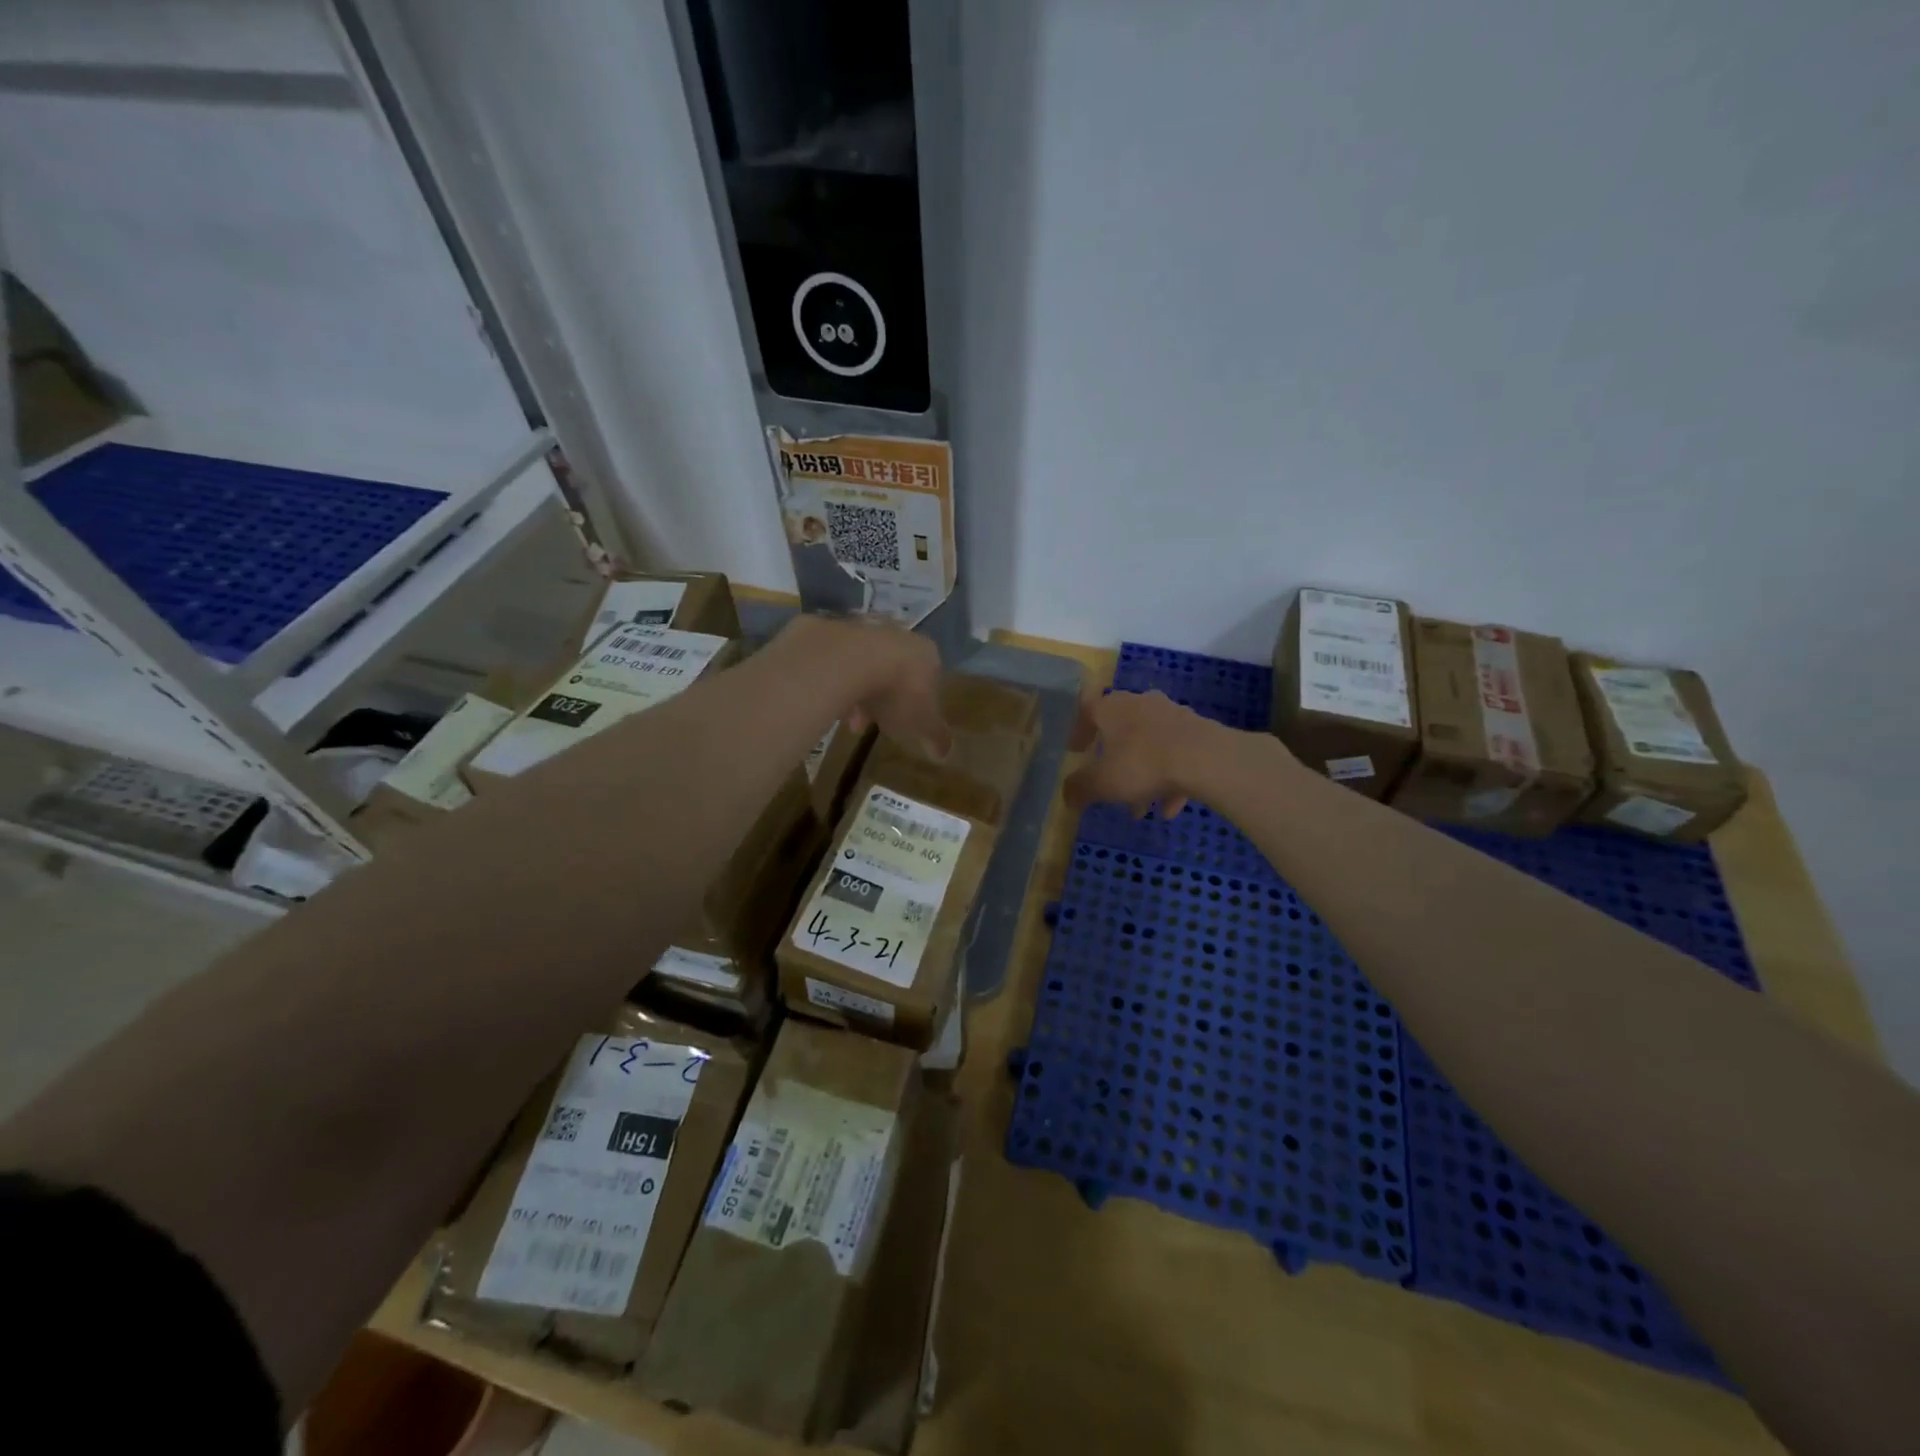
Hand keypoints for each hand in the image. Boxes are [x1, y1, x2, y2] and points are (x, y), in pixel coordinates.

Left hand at [778, 613, 951, 758]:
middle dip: (883, 700)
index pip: (929, 677)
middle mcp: (897, 634)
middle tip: (870, 724)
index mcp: (926, 653)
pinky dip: (833, 679)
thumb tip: (945, 753)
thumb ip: (936, 736)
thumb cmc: (897, 692)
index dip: (918, 703)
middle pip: (893, 670)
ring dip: (856, 690)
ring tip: (845, 718)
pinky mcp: (829, 630)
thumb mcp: (922, 724)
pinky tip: (826, 699)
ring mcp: (862, 629)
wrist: (847, 661)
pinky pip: (835, 660)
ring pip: (863, 665)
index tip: (904, 724)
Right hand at [1063, 688, 1220, 817]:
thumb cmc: (1142, 764)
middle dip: (1114, 759)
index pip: (1087, 711)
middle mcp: (1140, 703)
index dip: (1078, 732)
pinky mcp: (1198, 730)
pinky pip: (1176, 755)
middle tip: (1109, 783)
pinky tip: (1169, 808)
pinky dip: (1169, 779)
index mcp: (1112, 707)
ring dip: (1143, 774)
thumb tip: (1067, 795)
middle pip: (1121, 730)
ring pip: (1150, 745)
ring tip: (1140, 807)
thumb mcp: (1101, 783)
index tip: (1076, 751)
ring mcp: (1172, 714)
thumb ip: (1079, 788)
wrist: (1205, 758)